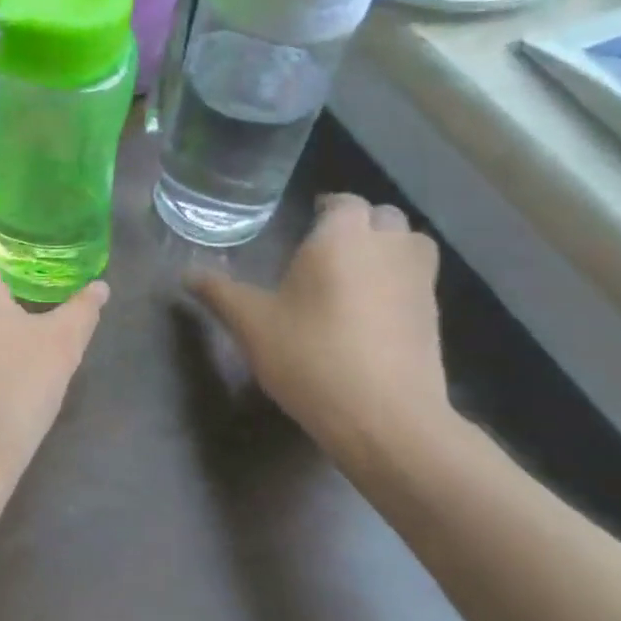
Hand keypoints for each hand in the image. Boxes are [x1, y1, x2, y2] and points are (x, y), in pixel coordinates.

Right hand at [187, 194, 446, 454]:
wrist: (385, 418)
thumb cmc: (311, 356)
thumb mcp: (251, 325)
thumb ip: (220, 293)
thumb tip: (187, 274)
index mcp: (341, 239)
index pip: (343, 202)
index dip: (327, 207)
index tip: (308, 220)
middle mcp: (386, 249)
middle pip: (383, 217)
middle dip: (359, 224)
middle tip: (328, 246)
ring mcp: (418, 283)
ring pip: (410, 245)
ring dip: (387, 248)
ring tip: (356, 272)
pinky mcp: (433, 317)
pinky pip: (417, 281)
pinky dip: (398, 283)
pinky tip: (372, 311)